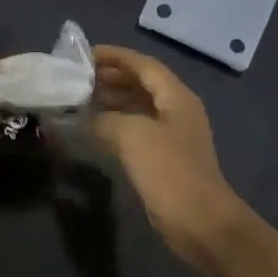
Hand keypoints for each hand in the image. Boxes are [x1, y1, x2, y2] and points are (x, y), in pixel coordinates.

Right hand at [91, 45, 249, 268]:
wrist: (199, 222)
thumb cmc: (169, 171)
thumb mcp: (132, 136)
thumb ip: (104, 119)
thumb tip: (83, 118)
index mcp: (176, 97)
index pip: (144, 65)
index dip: (115, 56)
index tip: (85, 54)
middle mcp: (177, 111)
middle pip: (142, 84)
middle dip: (111, 78)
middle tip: (78, 79)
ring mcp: (173, 136)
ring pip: (138, 108)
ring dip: (112, 102)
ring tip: (81, 101)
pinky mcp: (165, 159)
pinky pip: (137, 131)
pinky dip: (116, 125)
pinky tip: (94, 131)